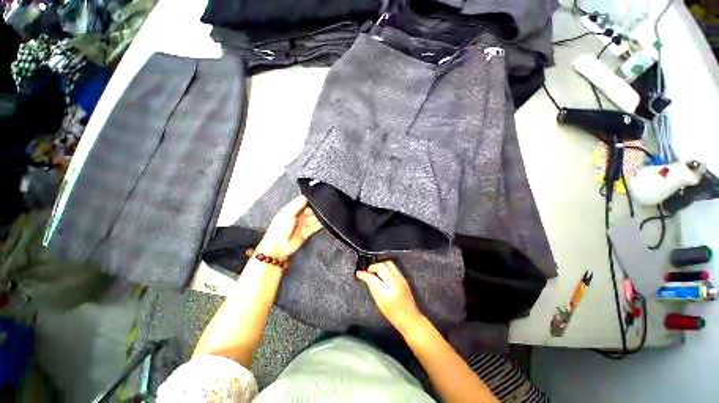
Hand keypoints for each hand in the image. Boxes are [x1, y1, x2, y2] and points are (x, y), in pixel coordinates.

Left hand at [256, 196, 322, 261]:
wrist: (278, 247)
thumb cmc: (279, 229)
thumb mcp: (287, 214)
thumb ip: (297, 205)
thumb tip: (306, 197)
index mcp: (292, 209)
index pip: (304, 202)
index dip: (311, 200)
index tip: (318, 198)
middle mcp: (299, 216)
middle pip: (311, 209)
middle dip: (316, 209)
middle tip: (322, 208)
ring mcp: (303, 224)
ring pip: (314, 218)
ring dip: (319, 217)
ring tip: (324, 215)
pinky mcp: (307, 232)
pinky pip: (315, 226)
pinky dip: (320, 224)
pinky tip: (324, 222)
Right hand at [356, 261, 423, 333]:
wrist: (409, 317)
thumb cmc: (392, 314)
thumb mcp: (378, 302)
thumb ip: (372, 288)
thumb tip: (367, 279)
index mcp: (384, 290)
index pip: (371, 277)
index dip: (363, 274)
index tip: (359, 273)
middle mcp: (393, 282)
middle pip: (380, 266)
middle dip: (372, 267)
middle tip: (368, 271)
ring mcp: (400, 278)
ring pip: (388, 263)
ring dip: (380, 265)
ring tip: (376, 271)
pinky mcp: (404, 278)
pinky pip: (394, 268)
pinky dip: (387, 268)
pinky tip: (384, 274)